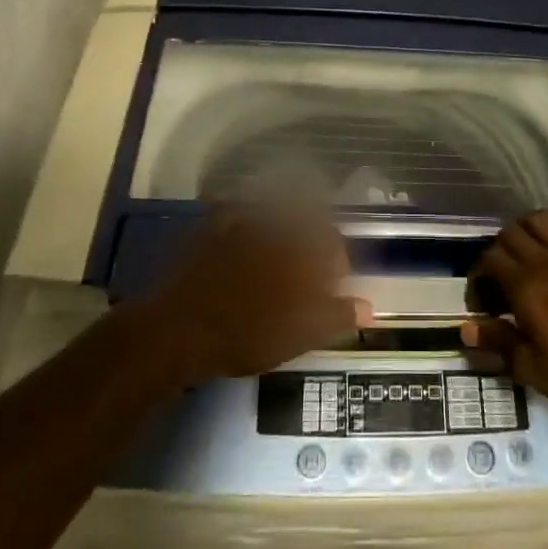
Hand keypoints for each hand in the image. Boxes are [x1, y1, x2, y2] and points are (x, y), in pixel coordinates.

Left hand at [141, 209, 371, 383]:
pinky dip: (241, 216)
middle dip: (311, 244)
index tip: (334, 285)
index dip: (337, 263)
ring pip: (272, 215)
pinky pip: (232, 212)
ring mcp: (241, 225)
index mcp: (299, 251)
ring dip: (281, 229)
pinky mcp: (211, 229)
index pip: (333, 244)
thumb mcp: (297, 335)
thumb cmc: (244, 336)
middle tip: (306, 273)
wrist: (178, 331)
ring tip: (276, 257)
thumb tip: (369, 307)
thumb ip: (335, 316)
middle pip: (304, 225)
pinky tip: (240, 231)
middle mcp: (275, 229)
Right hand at [462, 212, 547, 416]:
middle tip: (503, 276)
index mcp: (526, 286)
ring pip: (544, 220)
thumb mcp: (534, 369)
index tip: (481, 301)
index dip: (478, 276)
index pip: (488, 260)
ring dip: (531, 229)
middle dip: (499, 249)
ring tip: (532, 250)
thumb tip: (466, 327)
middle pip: (511, 233)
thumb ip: (499, 343)